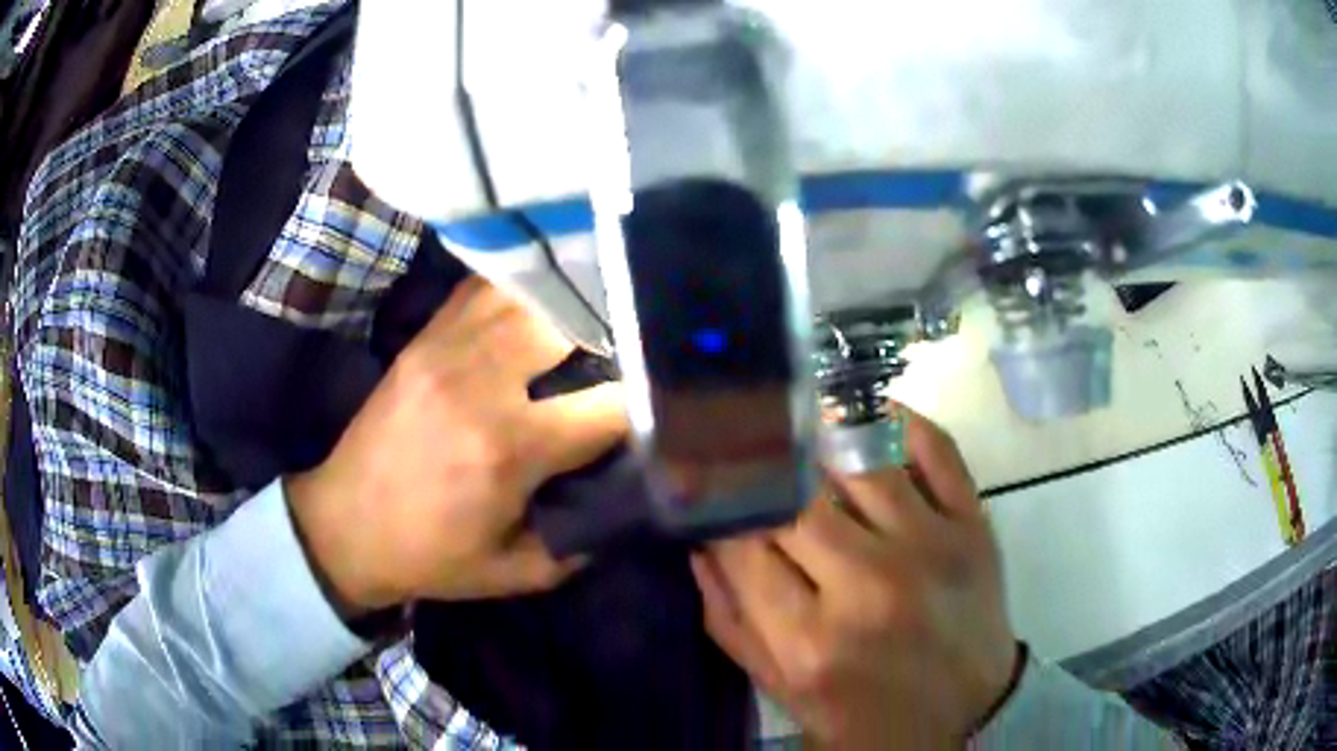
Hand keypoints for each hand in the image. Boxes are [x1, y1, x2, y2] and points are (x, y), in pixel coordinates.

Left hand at [288, 277, 627, 615]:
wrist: (345, 525)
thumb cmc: (431, 556)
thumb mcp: (516, 573)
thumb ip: (581, 541)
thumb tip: (631, 499)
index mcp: (508, 448)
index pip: (607, 404)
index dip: (647, 402)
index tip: (663, 405)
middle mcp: (481, 383)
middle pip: (571, 324)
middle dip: (614, 335)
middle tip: (634, 350)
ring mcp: (446, 349)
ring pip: (529, 295)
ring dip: (571, 305)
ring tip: (598, 317)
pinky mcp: (423, 339)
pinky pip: (483, 290)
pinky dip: (522, 290)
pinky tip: (541, 302)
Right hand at [692, 408, 1018, 748]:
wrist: (965, 716)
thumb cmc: (865, 714)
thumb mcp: (782, 690)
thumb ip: (731, 621)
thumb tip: (700, 543)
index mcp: (810, 642)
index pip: (742, 545)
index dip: (716, 507)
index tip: (705, 486)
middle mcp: (869, 587)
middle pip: (794, 500)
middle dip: (761, 473)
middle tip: (747, 455)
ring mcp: (929, 548)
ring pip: (859, 461)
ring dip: (819, 436)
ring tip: (797, 426)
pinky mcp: (974, 526)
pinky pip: (935, 449)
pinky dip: (899, 420)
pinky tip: (868, 416)